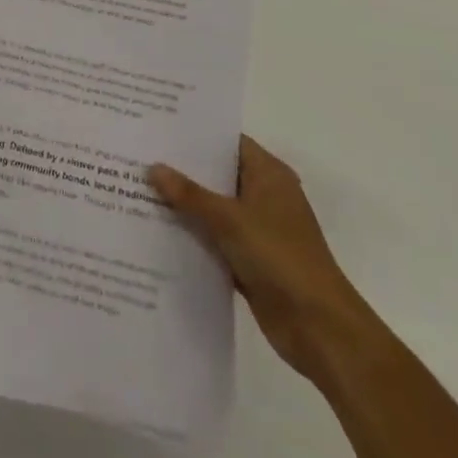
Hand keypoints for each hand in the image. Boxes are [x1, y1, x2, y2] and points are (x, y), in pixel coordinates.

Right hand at [151, 137, 374, 379]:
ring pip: (214, 209)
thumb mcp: (229, 219)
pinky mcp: (250, 261)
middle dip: (182, 170)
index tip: (158, 128)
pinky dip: (193, 237)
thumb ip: (189, 194)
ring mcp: (258, 230)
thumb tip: (153, 167)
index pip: (227, 142)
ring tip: (138, 190)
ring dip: (185, 206)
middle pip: (217, 175)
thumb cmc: (279, 257)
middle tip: (139, 156)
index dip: (195, 135)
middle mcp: (264, 195)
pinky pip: (215, 240)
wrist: (319, 329)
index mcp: (268, 174)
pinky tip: (157, 232)